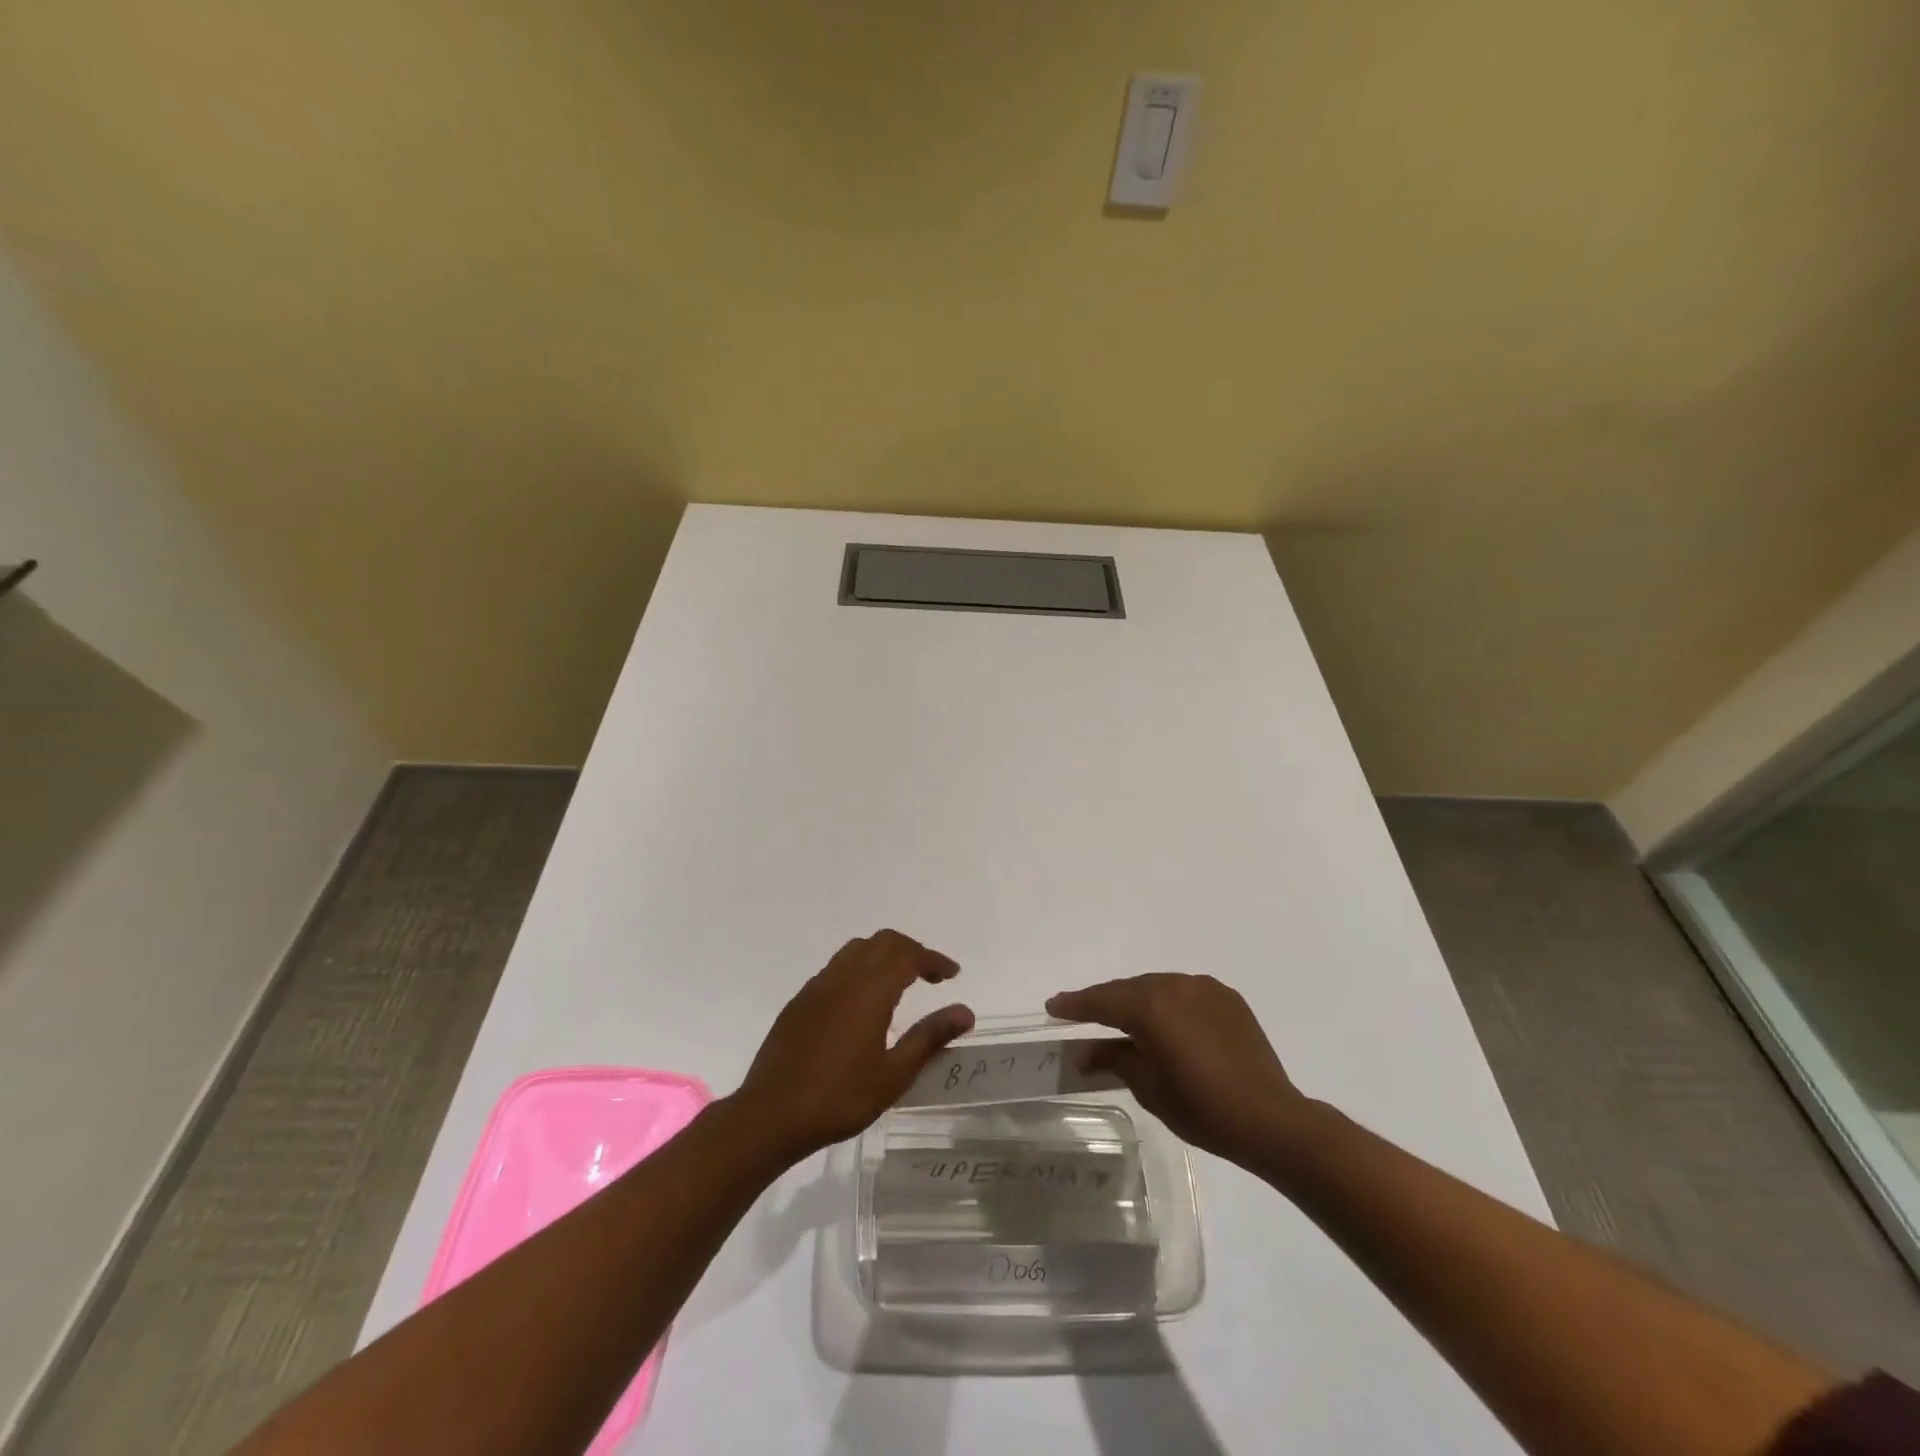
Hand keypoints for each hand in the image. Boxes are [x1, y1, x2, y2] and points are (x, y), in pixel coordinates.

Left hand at [733, 930, 974, 1161]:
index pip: (908, 956)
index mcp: (869, 990)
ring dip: (883, 955)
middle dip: (910, 950)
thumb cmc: (839, 1097)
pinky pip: (836, 968)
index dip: (933, 960)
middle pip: (882, 942)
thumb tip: (965, 1012)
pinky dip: (859, 968)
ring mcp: (817, 987)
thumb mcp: (893, 1075)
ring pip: (856, 950)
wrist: (770, 1115)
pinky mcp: (800, 1001)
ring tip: (900, 981)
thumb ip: (929, 1037)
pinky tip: (862, 1001)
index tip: (952, 973)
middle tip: (930, 974)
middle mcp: (843, 977)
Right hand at [1046, 973, 1311, 1169]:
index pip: (1101, 1001)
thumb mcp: (1149, 1087)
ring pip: (1156, 986)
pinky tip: (1166, 1022)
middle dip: (1104, 1002)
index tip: (1053, 1008)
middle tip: (1082, 1014)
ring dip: (1137, 1000)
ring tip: (1123, 1019)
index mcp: (1151, 1007)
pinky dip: (1167, 1003)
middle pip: (1128, 989)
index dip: (1075, 1005)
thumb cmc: (1203, 1109)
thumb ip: (1114, 1059)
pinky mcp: (1226, 998)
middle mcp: (1174, 986)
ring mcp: (1203, 988)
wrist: (1271, 1119)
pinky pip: (1184, 992)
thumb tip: (1086, 1051)